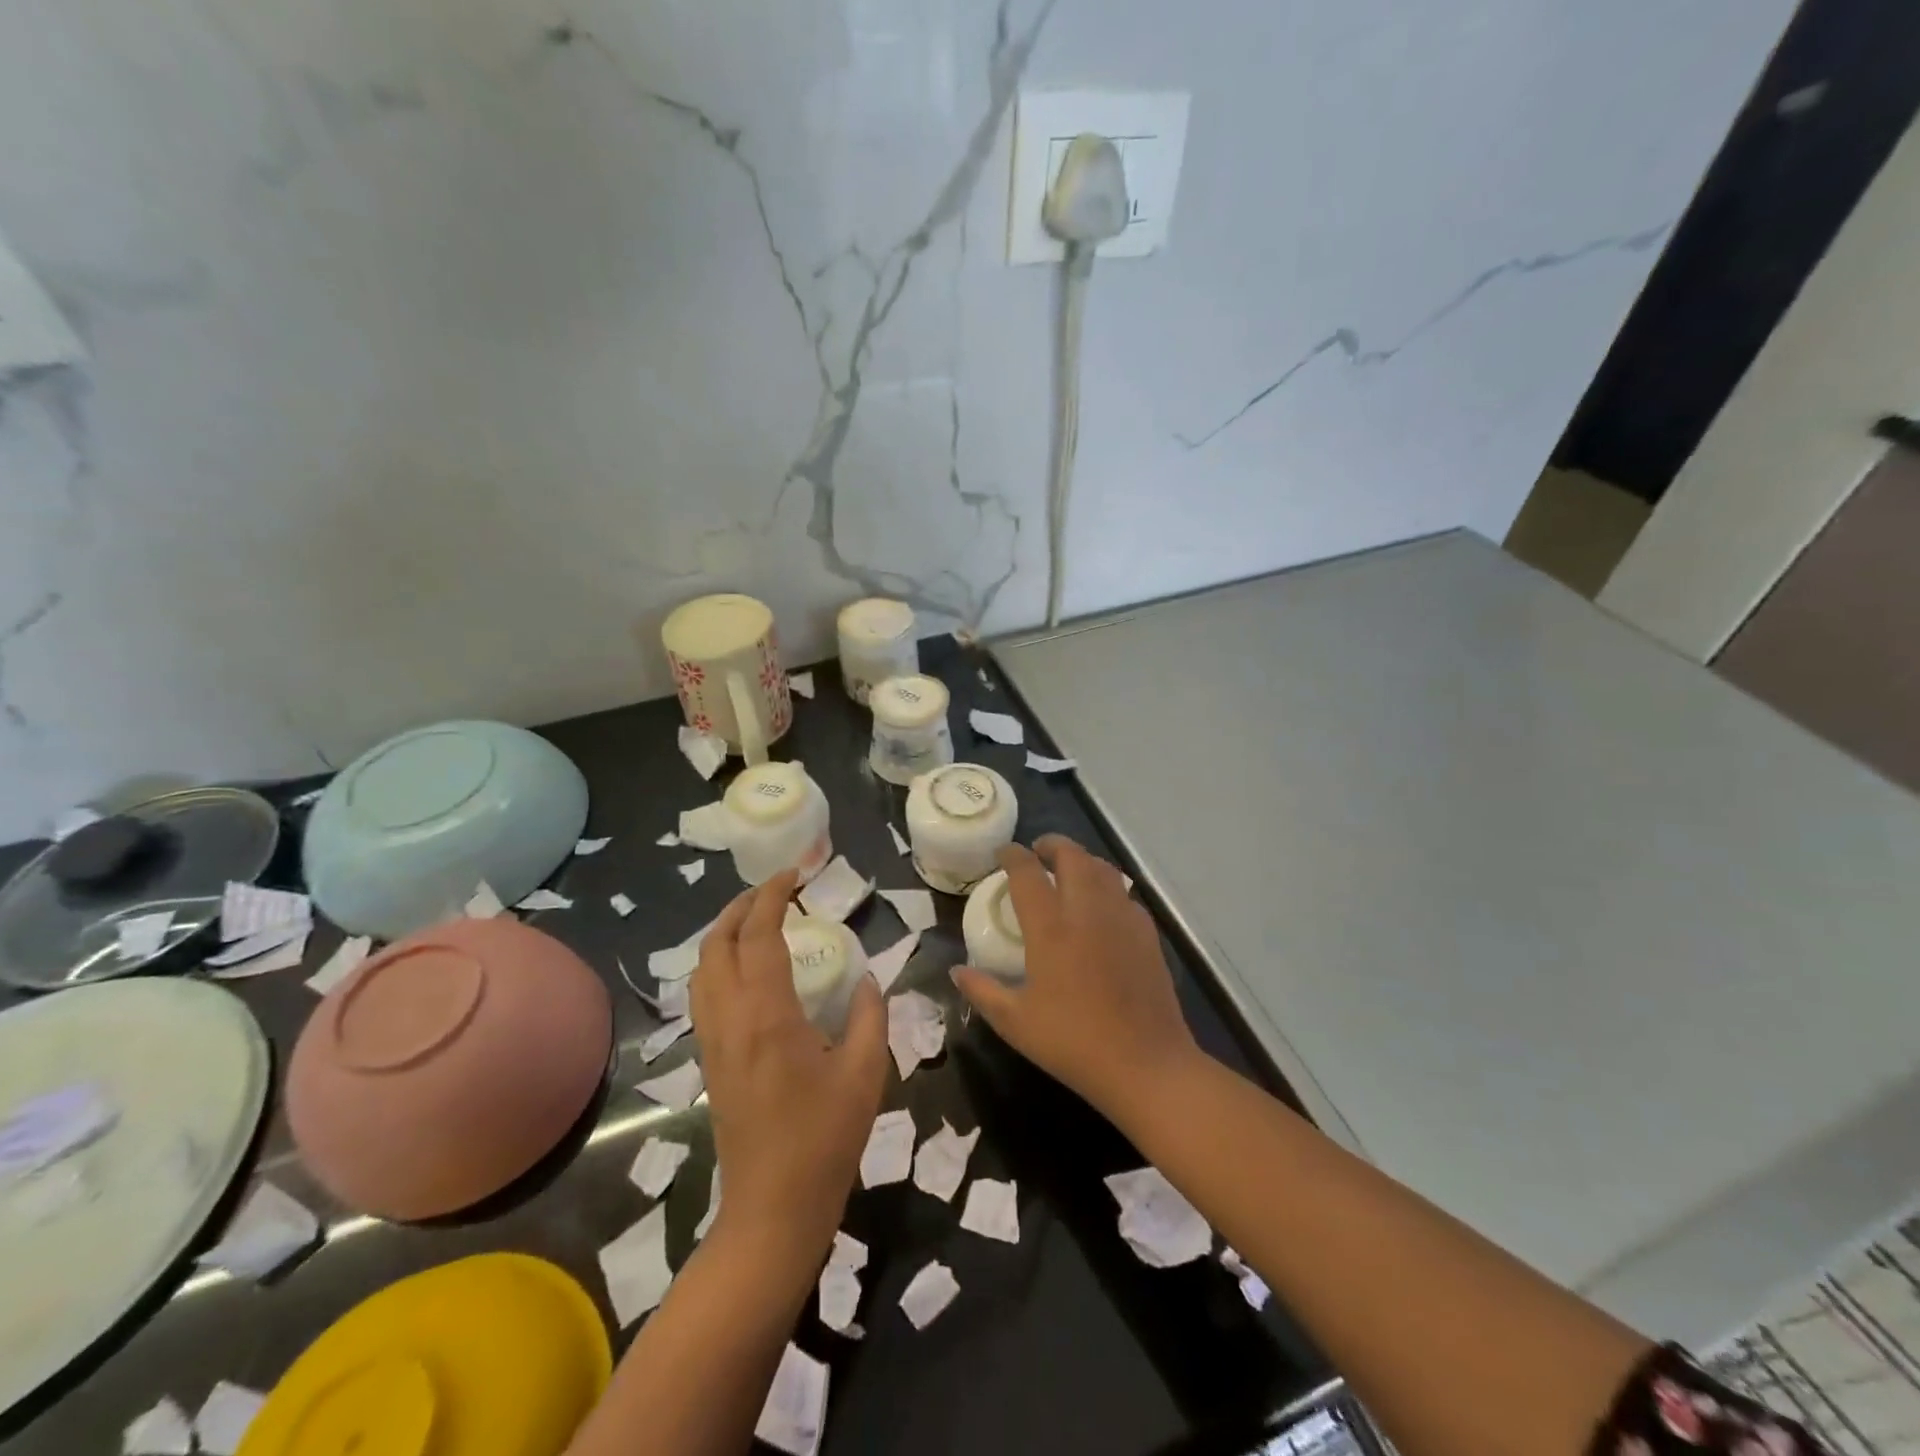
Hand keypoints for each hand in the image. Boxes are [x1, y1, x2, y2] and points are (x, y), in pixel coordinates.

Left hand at [691, 871, 888, 1263]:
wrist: (773, 1209)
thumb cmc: (825, 1138)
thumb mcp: (866, 1072)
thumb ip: (871, 1015)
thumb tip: (868, 979)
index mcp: (768, 1014)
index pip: (760, 935)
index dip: (773, 897)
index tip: (793, 875)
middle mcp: (730, 1019)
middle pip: (717, 944)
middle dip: (740, 907)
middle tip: (773, 891)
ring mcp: (712, 1042)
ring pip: (702, 969)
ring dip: (723, 933)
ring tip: (755, 920)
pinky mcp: (709, 1061)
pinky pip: (703, 995)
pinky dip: (718, 964)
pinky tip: (745, 971)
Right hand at [952, 836, 1201, 1123]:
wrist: (1145, 1064)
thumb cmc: (1073, 1043)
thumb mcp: (1015, 1023)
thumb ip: (982, 991)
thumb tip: (956, 970)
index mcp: (1050, 928)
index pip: (1027, 872)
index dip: (1012, 855)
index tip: (1003, 852)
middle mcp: (1086, 911)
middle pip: (1072, 856)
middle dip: (1052, 845)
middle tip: (1038, 852)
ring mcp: (1121, 917)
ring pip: (1102, 868)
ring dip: (1082, 860)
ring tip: (1068, 870)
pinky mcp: (1146, 932)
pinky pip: (1124, 893)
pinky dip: (1107, 886)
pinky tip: (1101, 906)